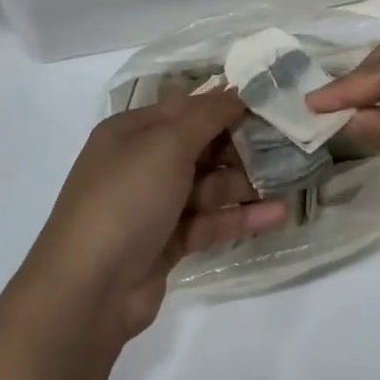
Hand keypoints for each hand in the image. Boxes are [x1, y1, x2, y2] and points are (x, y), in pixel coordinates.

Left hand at [17, 90, 288, 345]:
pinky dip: (240, 217)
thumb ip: (206, 116)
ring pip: (208, 186)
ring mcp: (154, 206)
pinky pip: (210, 221)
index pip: (186, 108)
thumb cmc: (125, 200)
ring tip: (291, 180)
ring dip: (246, 183)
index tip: (270, 102)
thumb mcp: (165, 145)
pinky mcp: (168, 243)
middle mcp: (141, 164)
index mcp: (131, 132)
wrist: (88, 290)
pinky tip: (277, 214)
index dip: (225, 104)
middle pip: (200, 147)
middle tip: (289, 143)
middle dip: (241, 145)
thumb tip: (237, 89)